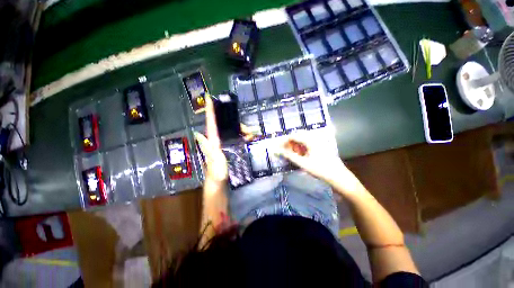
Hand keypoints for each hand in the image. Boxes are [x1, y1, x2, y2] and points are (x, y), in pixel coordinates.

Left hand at [194, 96, 256, 183]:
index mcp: (212, 140)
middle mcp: (216, 139)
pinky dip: (243, 136)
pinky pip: (236, 137)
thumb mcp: (213, 160)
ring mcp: (223, 143)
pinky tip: (249, 139)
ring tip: (252, 137)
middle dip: (239, 125)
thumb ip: (206, 148)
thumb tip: (197, 133)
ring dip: (243, 131)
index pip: (210, 122)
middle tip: (249, 132)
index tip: (208, 97)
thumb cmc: (217, 172)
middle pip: (227, 125)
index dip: (209, 110)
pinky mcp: (228, 147)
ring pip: (233, 131)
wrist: (220, 182)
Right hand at [278, 133, 364, 195]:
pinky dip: (302, 147)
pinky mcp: (321, 146)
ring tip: (293, 154)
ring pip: (303, 139)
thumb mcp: (302, 163)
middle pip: (298, 136)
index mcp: (310, 140)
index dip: (284, 141)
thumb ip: (289, 156)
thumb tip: (277, 151)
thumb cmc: (320, 169)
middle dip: (290, 142)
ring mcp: (319, 142)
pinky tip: (301, 155)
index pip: (293, 136)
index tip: (278, 147)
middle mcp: (315, 138)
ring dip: (296, 145)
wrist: (339, 177)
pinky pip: (308, 143)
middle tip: (285, 151)